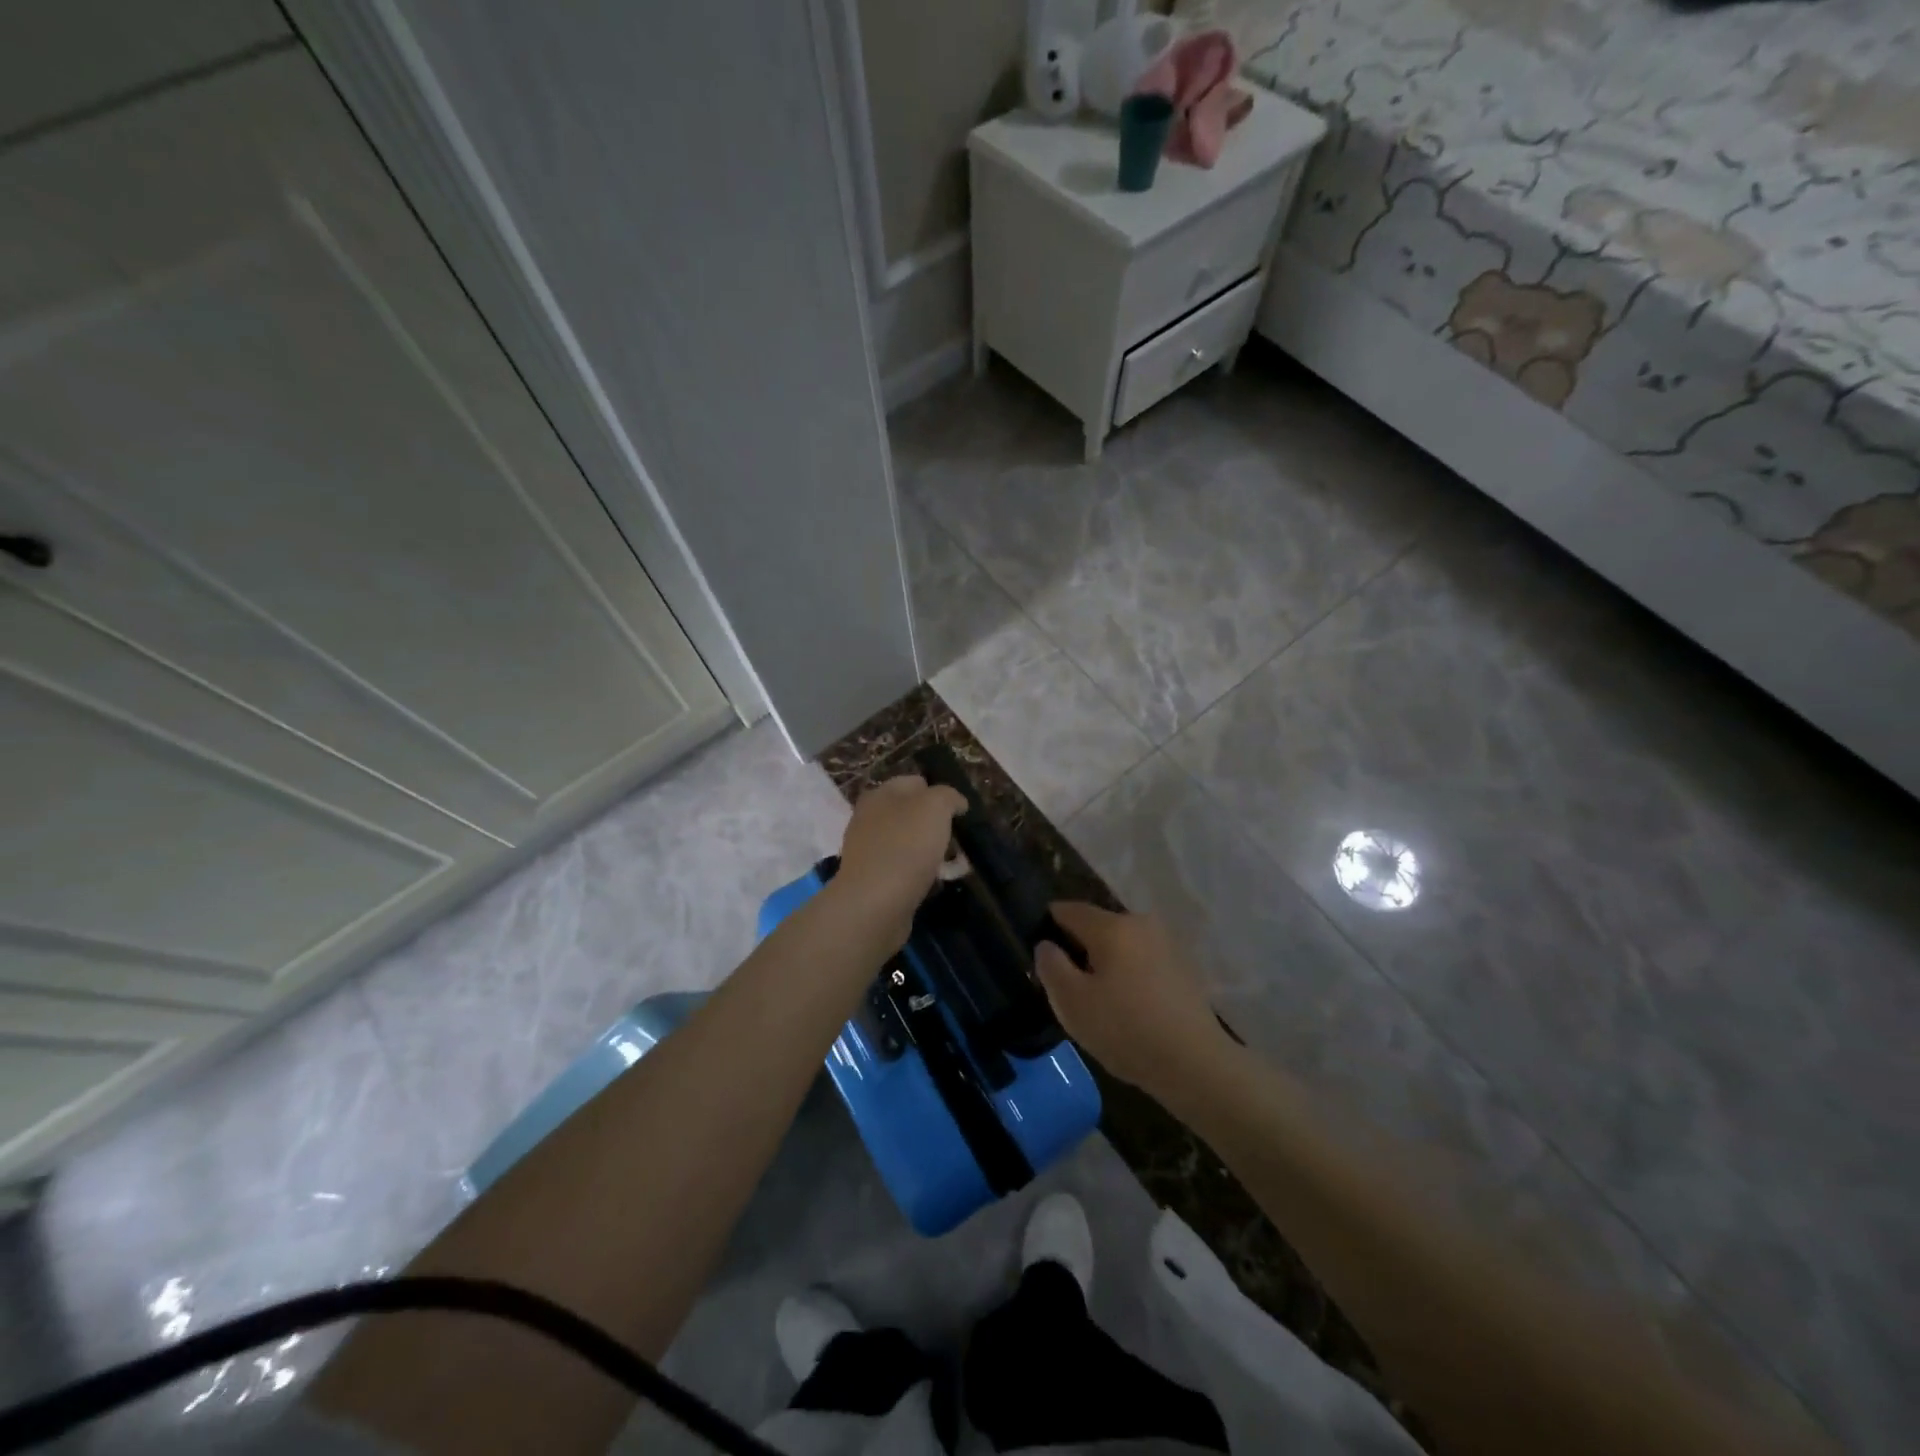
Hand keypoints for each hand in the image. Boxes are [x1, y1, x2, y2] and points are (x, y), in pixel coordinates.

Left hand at [833, 776, 966, 941]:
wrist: (874, 904)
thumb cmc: (906, 847)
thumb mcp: (935, 806)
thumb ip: (948, 796)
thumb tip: (956, 802)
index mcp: (880, 794)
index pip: (915, 782)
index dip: (940, 793)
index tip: (960, 814)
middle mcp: (869, 818)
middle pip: (911, 814)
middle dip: (936, 825)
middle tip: (958, 840)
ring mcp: (868, 850)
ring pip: (908, 842)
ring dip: (930, 851)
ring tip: (951, 865)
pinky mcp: (872, 880)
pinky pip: (903, 869)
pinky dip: (919, 874)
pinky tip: (933, 884)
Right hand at [1035, 902, 1229, 1094]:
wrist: (1196, 1064)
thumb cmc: (1126, 1029)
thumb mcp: (1072, 1003)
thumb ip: (1051, 966)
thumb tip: (1047, 945)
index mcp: (1111, 926)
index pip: (1068, 910)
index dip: (1048, 927)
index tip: (1041, 955)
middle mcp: (1141, 923)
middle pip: (1097, 926)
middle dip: (1079, 949)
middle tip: (1068, 987)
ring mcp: (1167, 943)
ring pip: (1122, 944)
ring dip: (1106, 963)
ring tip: (1099, 1001)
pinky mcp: (1184, 967)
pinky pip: (1143, 960)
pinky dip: (1130, 975)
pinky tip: (1129, 1008)